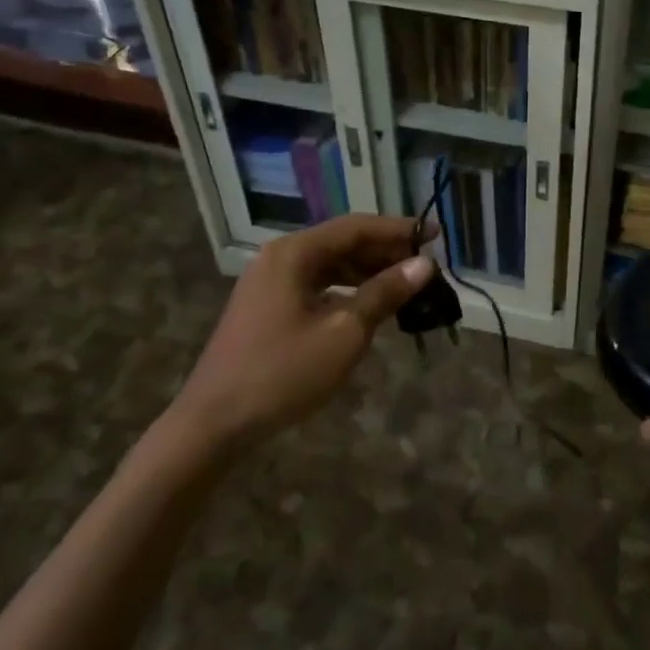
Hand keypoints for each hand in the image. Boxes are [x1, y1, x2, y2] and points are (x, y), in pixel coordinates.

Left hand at [175, 215, 434, 452]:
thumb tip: (424, 264)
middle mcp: (280, 257)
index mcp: (295, 253)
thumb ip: (385, 293)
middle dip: (385, 252)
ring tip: (405, 286)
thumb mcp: (344, 332)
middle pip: (342, 242)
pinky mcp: (267, 306)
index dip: (399, 229)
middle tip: (425, 266)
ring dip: (368, 272)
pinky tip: (369, 306)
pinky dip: (346, 290)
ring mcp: (269, 282)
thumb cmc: (283, 373)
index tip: (436, 234)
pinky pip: (316, 285)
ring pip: (330, 265)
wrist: (213, 422)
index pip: (357, 227)